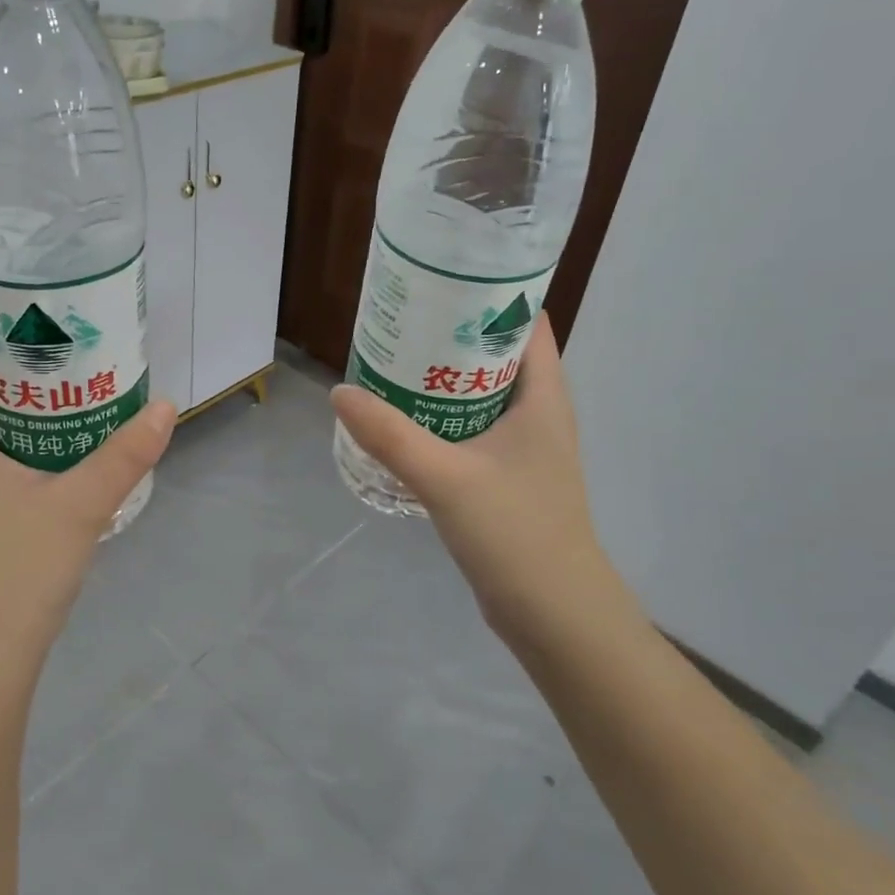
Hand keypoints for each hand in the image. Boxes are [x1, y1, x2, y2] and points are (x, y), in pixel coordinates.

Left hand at [0, 337, 175, 673]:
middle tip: (74, 356)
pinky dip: (24, 453)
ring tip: (77, 401)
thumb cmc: (15, 574)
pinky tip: (65, 464)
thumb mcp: (79, 506)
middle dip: (21, 374)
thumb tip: (167, 406)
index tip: (38, 320)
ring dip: (26, 417)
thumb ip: (125, 455)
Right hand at [331, 314, 603, 643]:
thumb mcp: (446, 477)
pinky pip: (473, 429)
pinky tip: (406, 422)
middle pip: (498, 355)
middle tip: (403, 319)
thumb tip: (340, 392)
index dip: (491, 294)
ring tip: (395, 362)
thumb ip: (391, 435)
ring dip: (444, 378)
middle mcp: (540, 413)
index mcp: (543, 397)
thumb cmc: (515, 532)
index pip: (527, 322)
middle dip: (454, 334)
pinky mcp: (508, 477)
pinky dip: (443, 416)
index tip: (442, 281)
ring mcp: (525, 448)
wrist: (554, 613)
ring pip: (482, 394)